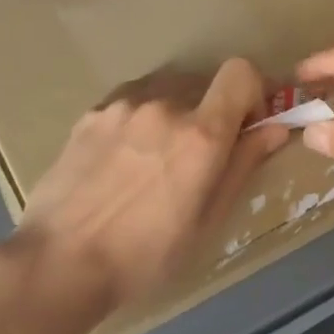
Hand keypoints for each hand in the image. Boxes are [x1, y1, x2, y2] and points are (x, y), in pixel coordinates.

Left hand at [16, 59, 288, 308]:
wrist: (59, 262)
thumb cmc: (145, 256)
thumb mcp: (207, 220)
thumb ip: (242, 165)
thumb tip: (274, 128)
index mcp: (200, 133)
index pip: (241, 72)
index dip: (252, 92)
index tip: (247, 125)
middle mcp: (163, 105)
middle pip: (204, 84)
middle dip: (213, 111)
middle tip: (200, 155)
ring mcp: (122, 106)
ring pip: (166, 91)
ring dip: (175, 113)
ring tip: (156, 159)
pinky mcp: (91, 114)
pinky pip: (132, 101)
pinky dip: (142, 118)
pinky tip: (124, 159)